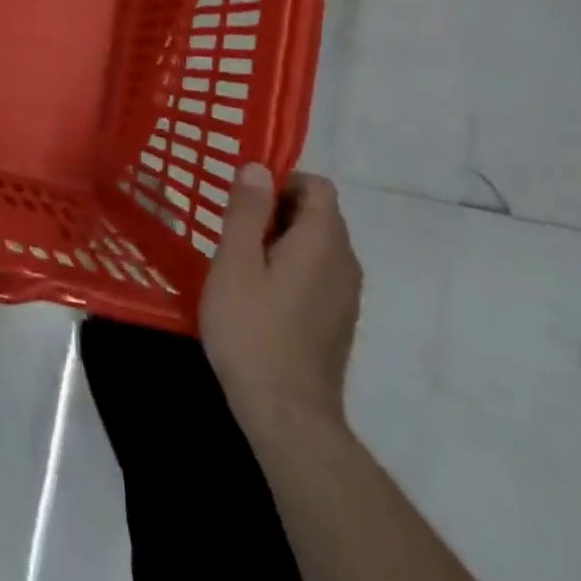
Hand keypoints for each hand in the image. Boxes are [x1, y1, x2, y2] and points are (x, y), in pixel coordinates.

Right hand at [199, 165, 361, 434]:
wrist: (287, 414)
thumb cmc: (253, 329)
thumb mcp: (236, 262)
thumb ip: (248, 211)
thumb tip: (259, 167)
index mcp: (323, 242)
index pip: (317, 187)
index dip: (281, 182)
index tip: (244, 202)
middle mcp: (345, 263)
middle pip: (318, 214)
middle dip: (277, 210)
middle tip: (234, 232)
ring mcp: (347, 295)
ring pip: (317, 245)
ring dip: (282, 240)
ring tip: (241, 262)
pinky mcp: (339, 320)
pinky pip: (318, 273)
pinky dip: (291, 267)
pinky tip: (259, 294)